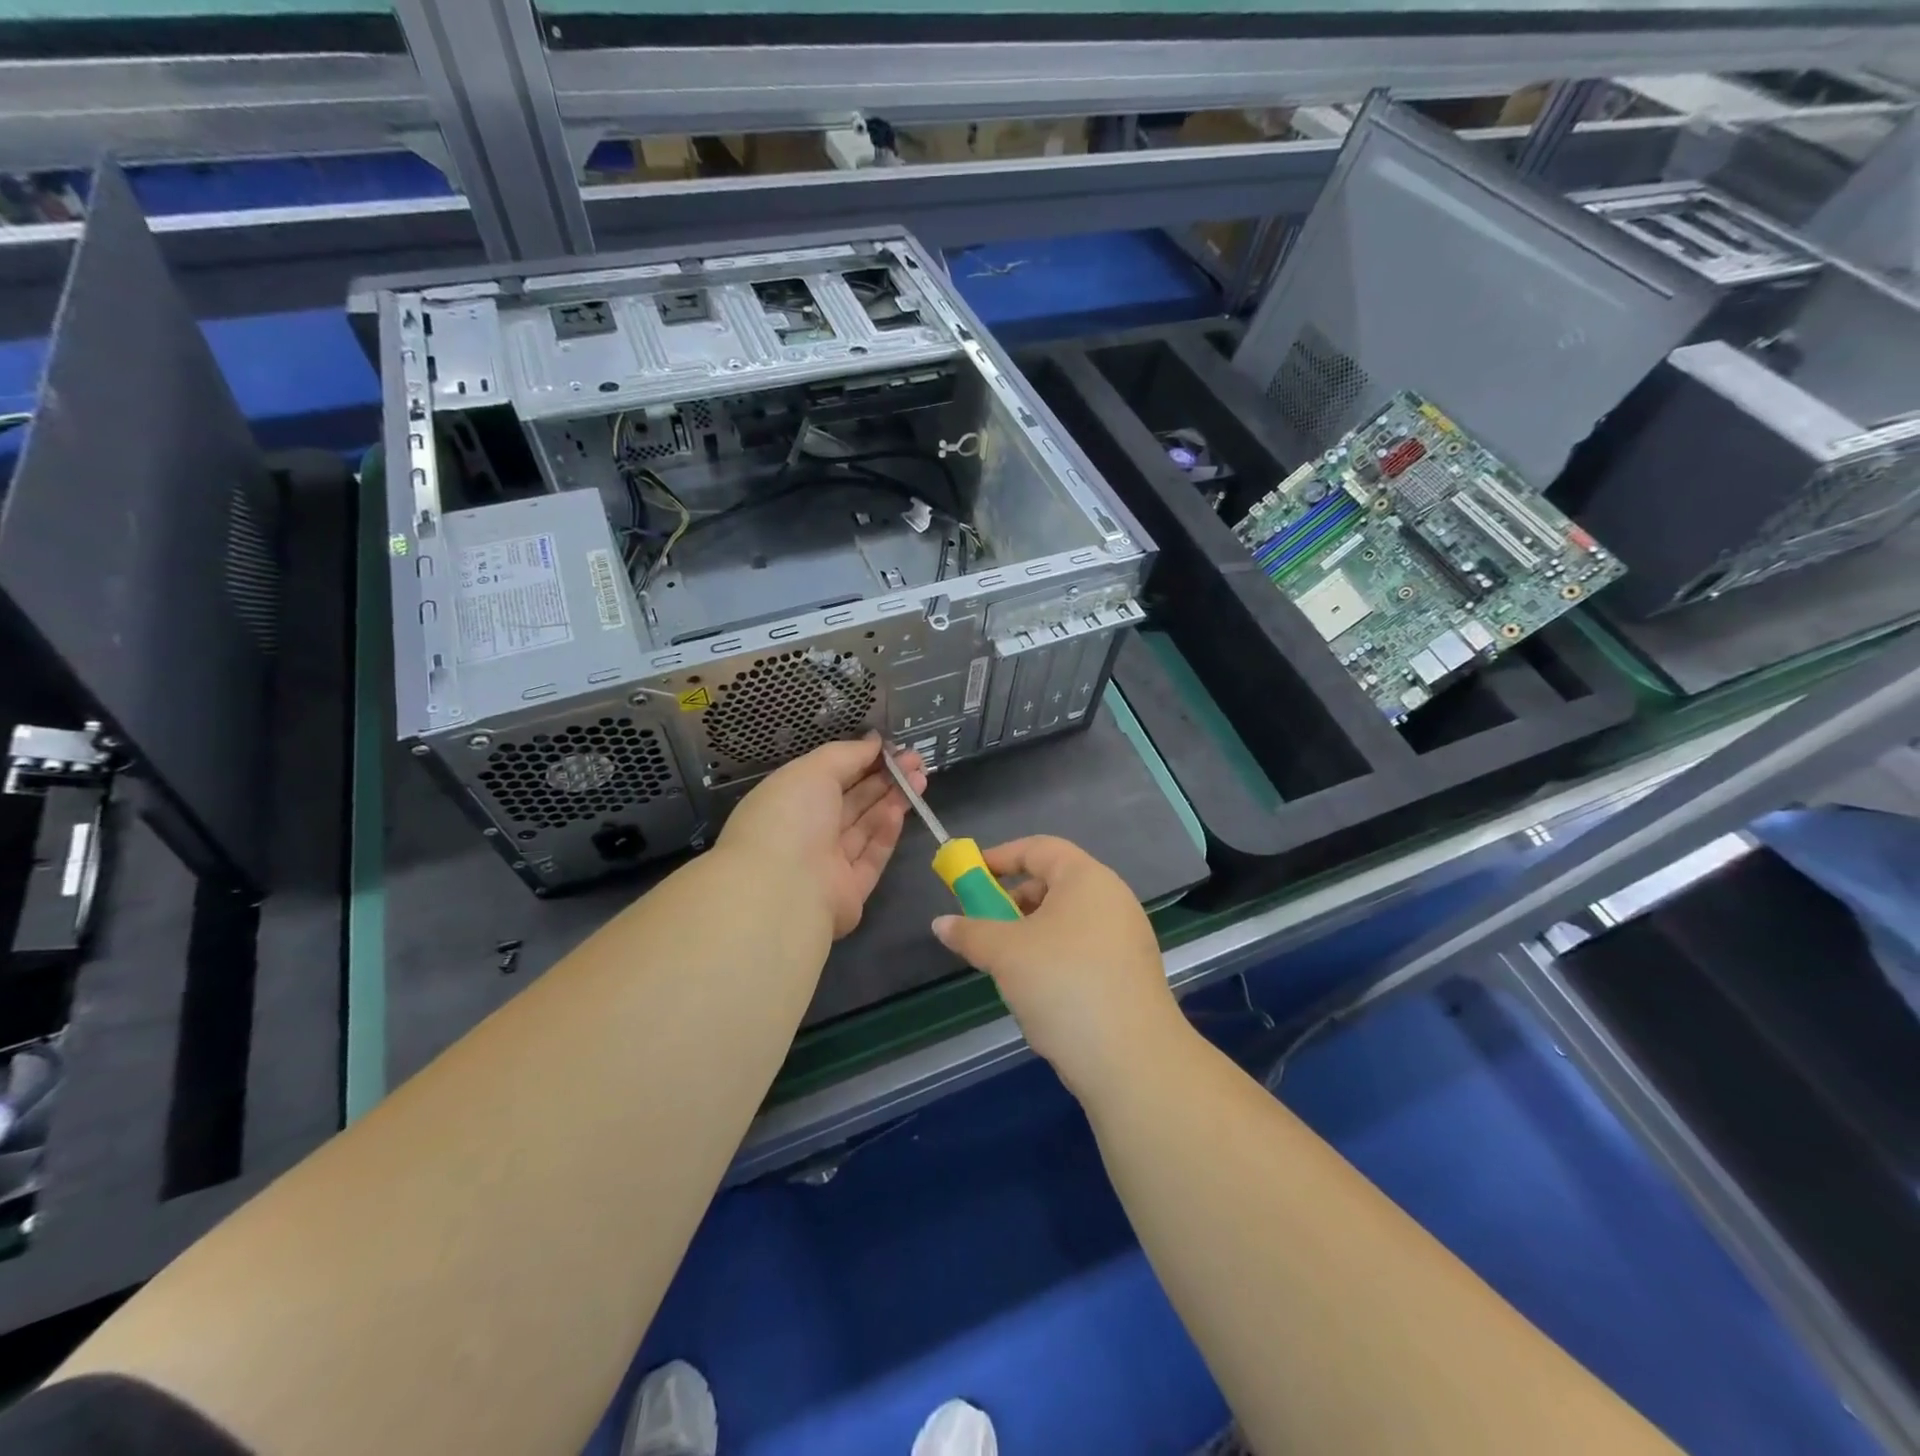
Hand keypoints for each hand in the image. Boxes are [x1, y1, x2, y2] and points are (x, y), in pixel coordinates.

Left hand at [719, 736, 925, 939]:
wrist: (784, 890)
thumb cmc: (790, 817)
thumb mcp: (813, 770)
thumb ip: (847, 754)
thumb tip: (874, 742)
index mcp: (787, 802)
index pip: (828, 777)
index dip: (860, 760)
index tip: (890, 748)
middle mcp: (805, 832)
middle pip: (851, 801)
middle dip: (884, 779)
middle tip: (915, 761)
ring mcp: (826, 864)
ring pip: (864, 827)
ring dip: (891, 801)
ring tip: (920, 779)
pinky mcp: (849, 891)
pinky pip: (871, 857)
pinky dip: (885, 833)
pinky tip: (901, 811)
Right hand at [931, 836, 1182, 1099]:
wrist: (1132, 1060)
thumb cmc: (1063, 984)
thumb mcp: (1006, 953)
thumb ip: (970, 932)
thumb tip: (941, 924)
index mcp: (1087, 879)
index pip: (1039, 848)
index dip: (1001, 856)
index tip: (970, 874)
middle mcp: (1112, 899)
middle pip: (1054, 883)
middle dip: (1014, 899)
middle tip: (984, 923)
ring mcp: (1125, 937)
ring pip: (1067, 920)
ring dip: (1031, 932)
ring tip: (1005, 962)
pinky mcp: (1129, 972)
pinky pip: (1082, 948)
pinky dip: (1053, 955)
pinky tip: (1036, 990)